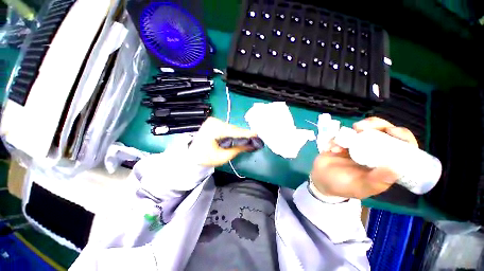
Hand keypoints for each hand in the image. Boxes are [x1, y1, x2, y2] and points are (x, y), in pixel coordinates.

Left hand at [189, 117, 257, 166]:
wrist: (192, 155)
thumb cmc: (206, 158)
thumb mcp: (223, 156)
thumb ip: (238, 149)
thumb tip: (251, 145)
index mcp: (213, 129)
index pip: (233, 131)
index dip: (246, 134)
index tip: (257, 134)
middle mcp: (214, 121)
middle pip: (233, 129)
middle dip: (243, 135)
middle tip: (253, 139)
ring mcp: (213, 121)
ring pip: (231, 128)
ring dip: (238, 134)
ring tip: (246, 139)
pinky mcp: (214, 122)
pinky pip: (227, 127)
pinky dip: (233, 133)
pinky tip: (237, 137)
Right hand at [310, 117, 417, 198]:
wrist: (321, 180)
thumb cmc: (343, 186)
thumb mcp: (361, 187)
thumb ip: (376, 181)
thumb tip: (396, 169)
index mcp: (385, 163)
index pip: (402, 146)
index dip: (401, 136)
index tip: (392, 131)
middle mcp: (374, 151)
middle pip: (383, 131)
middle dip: (374, 124)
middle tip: (360, 128)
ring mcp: (358, 145)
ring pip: (364, 128)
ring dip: (353, 130)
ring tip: (342, 138)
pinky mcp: (342, 142)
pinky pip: (342, 134)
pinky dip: (336, 139)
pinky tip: (331, 149)